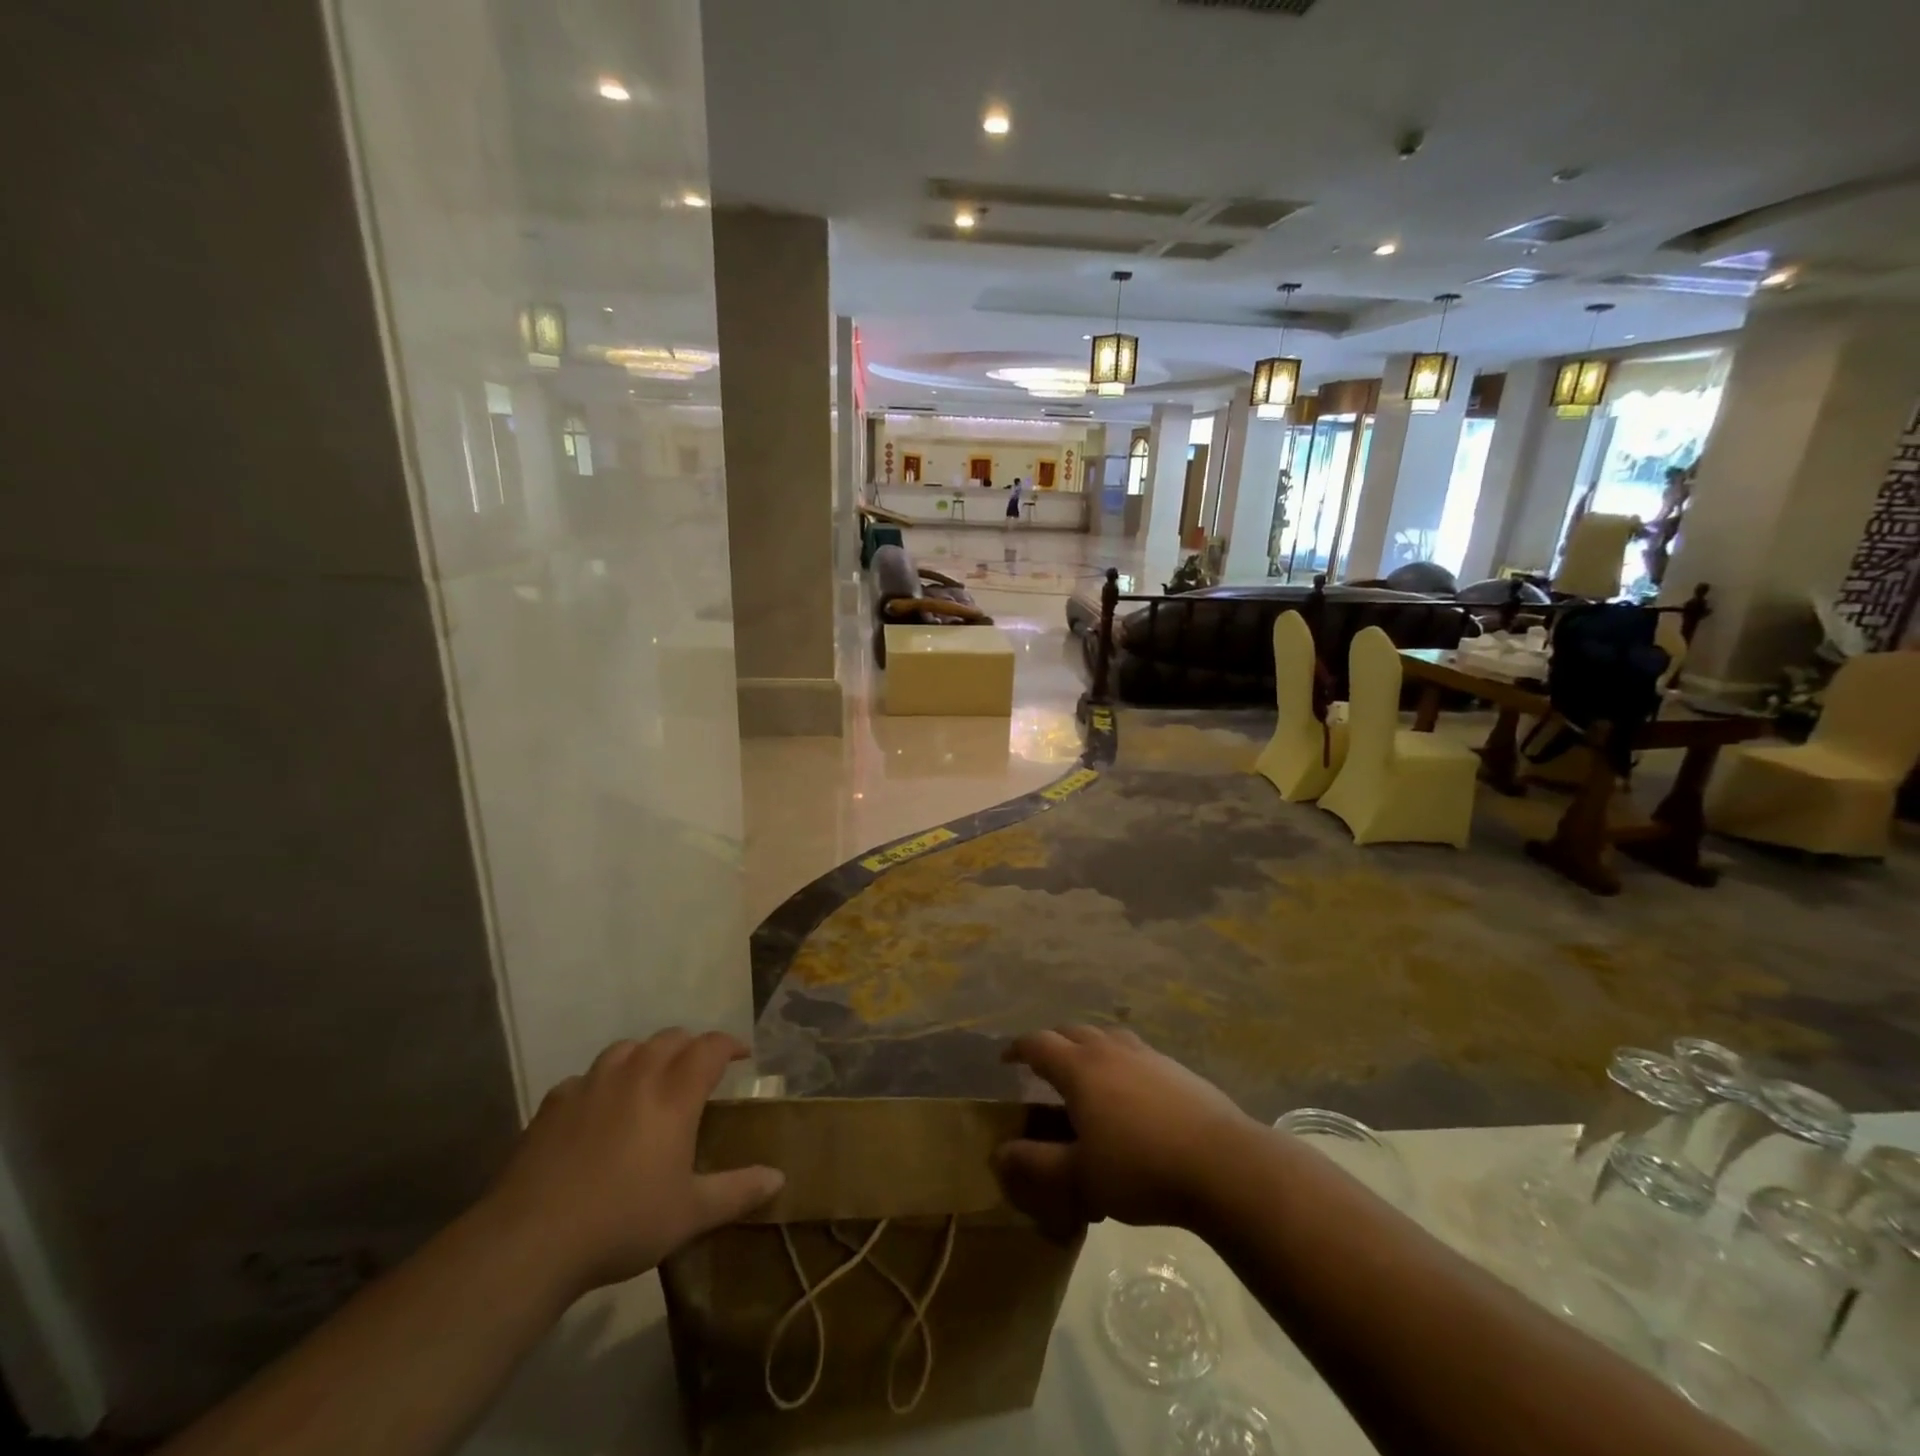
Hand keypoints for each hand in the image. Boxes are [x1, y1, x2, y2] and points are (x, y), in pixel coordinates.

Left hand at [481, 1031, 783, 1296]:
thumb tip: (779, 1179)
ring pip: (626, 1048)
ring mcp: (591, 1085)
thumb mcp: (690, 1214)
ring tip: (649, 1079)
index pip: (710, 1048)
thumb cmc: (622, 1222)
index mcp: (674, 1094)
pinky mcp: (553, 1104)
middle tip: (699, 1070)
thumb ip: (737, 1191)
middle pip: (670, 1038)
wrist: (530, 1241)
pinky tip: (597, 1109)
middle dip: (691, 1046)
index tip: (743, 1055)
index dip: (730, 1045)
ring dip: (645, 1055)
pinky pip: (585, 1078)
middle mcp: (636, 1076)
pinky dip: (601, 1083)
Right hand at [995, 1026, 1257, 1234]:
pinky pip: (1135, 1052)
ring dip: (1087, 1046)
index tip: (1006, 1060)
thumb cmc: (1142, 1168)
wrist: (1223, 1164)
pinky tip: (1130, 1092)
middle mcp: (1110, 1049)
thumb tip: (999, 1154)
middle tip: (1042, 1066)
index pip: (1038, 1044)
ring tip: (1085, 1071)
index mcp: (1080, 1068)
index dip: (1017, 1049)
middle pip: (1072, 1030)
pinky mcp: (1176, 1068)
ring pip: (1106, 1035)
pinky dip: (1119, 1060)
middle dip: (1051, 1043)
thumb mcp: (1080, 1178)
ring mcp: (1146, 1054)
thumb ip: (1036, 1166)